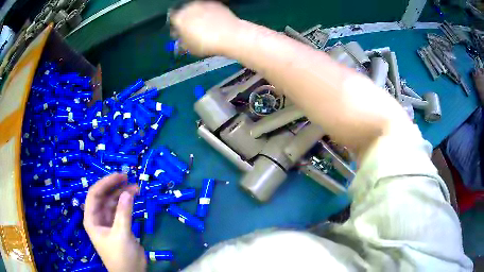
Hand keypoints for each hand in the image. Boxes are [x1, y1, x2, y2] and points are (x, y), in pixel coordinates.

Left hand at [83, 173, 145, 271]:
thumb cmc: (120, 256)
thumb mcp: (121, 234)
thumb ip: (123, 213)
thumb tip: (128, 192)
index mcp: (91, 219)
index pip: (94, 194)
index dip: (105, 183)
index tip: (120, 176)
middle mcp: (98, 217)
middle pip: (104, 196)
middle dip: (115, 187)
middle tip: (129, 179)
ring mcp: (108, 222)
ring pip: (113, 202)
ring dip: (123, 194)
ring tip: (136, 188)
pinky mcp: (118, 226)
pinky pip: (120, 210)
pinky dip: (127, 204)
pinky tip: (134, 199)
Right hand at [170, 1, 240, 55]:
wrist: (230, 35)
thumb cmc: (205, 44)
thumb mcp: (189, 48)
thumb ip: (181, 42)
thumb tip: (180, 40)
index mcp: (179, 18)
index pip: (172, 20)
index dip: (176, 27)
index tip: (180, 34)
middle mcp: (189, 7)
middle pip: (184, 12)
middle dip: (186, 20)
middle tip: (192, 30)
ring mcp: (203, 3)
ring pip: (196, 9)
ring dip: (197, 16)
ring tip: (204, 26)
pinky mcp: (216, 3)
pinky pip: (208, 8)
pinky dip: (209, 14)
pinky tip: (214, 22)